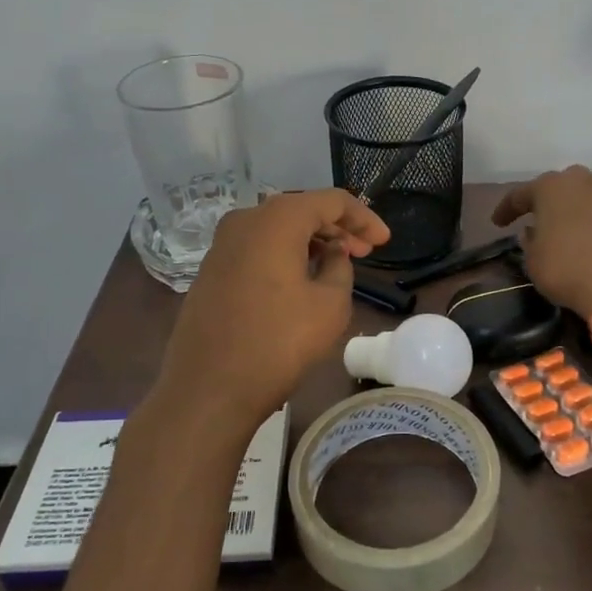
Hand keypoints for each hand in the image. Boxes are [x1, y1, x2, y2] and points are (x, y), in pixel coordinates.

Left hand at [157, 190, 389, 429]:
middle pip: (301, 210)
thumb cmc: (278, 343)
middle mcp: (244, 221)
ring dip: (310, 242)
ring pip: (277, 230)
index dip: (363, 218)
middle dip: (337, 228)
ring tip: (337, 265)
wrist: (207, 390)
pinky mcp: (210, 271)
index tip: (385, 241)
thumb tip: (332, 253)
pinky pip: (257, 249)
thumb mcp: (330, 305)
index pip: (331, 200)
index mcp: (276, 220)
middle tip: (366, 252)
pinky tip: (301, 279)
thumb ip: (340, 267)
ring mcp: (221, 246)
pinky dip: (284, 255)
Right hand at [491, 166, 591, 317]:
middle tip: (548, 217)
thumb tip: (534, 232)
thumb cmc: (566, 271)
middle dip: (558, 198)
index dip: (507, 208)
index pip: (521, 193)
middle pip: (568, 183)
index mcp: (553, 188)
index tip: (498, 223)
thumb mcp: (533, 261)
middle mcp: (589, 184)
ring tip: (590, 219)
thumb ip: (531, 241)